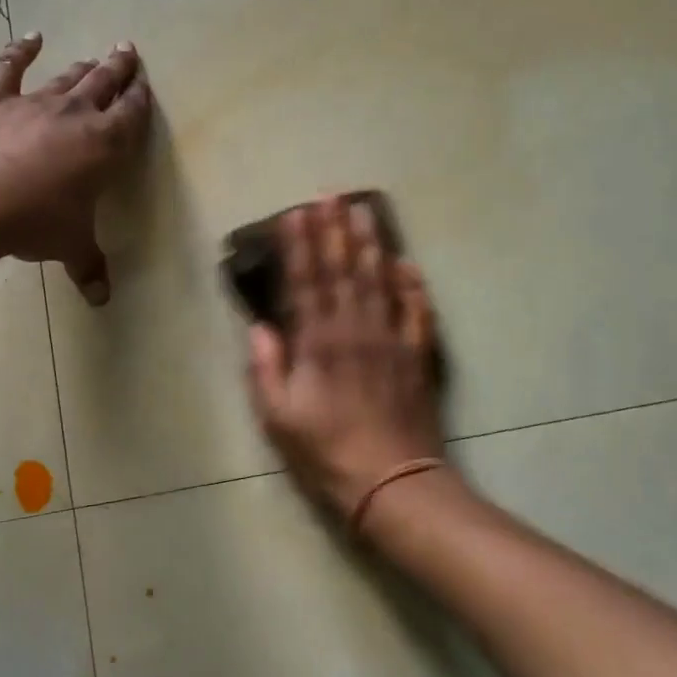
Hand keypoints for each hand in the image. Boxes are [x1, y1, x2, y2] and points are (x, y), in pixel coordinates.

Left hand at [0, 32, 151, 304]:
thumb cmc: (35, 222)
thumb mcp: (70, 246)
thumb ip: (89, 266)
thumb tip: (101, 300)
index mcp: (105, 144)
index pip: (131, 113)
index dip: (140, 97)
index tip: (145, 84)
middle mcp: (76, 114)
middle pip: (104, 83)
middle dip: (119, 68)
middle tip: (128, 51)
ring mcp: (34, 103)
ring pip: (67, 77)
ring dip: (83, 67)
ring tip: (94, 58)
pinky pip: (9, 68)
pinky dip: (19, 50)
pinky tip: (30, 37)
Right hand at [245, 197, 444, 517]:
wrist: (393, 482)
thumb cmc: (327, 452)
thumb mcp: (279, 418)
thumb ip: (267, 369)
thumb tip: (259, 327)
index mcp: (319, 343)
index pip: (307, 281)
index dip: (300, 246)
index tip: (294, 213)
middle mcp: (355, 329)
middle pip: (343, 269)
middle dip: (334, 229)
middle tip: (328, 194)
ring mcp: (391, 338)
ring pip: (379, 279)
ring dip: (370, 242)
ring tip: (362, 209)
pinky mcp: (417, 354)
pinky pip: (417, 310)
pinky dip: (413, 284)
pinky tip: (406, 262)